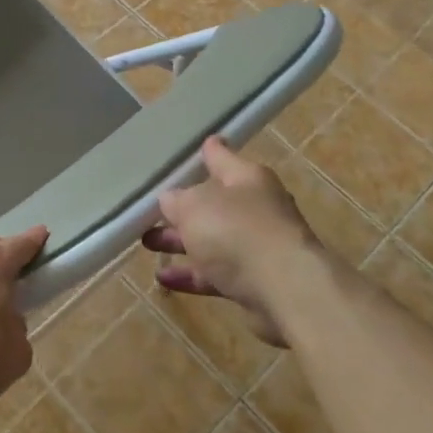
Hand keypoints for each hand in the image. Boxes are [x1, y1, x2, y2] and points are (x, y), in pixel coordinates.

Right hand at [145, 136, 325, 345]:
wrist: (284, 288)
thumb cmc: (235, 231)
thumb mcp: (194, 206)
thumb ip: (177, 200)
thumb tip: (171, 199)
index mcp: (246, 178)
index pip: (221, 157)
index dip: (207, 151)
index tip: (201, 143)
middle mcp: (256, 207)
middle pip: (214, 203)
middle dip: (182, 208)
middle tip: (152, 210)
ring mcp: (258, 245)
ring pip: (212, 239)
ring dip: (181, 242)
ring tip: (148, 242)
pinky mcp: (255, 280)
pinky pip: (216, 272)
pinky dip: (191, 274)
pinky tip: (164, 279)